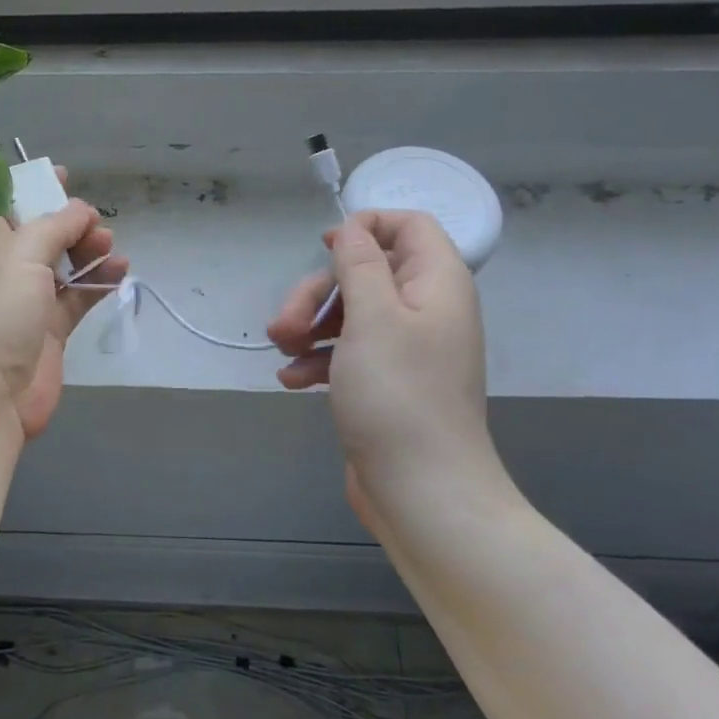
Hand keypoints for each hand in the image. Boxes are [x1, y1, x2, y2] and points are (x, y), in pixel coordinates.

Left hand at [0, 178, 125, 437]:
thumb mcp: (21, 254)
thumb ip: (55, 225)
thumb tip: (81, 210)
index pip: (6, 204)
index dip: (32, 187)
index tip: (63, 175)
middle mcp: (3, 267)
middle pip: (42, 233)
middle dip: (70, 221)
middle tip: (94, 223)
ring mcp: (28, 300)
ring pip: (64, 263)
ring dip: (89, 249)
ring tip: (109, 244)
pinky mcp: (51, 329)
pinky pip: (79, 295)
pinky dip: (99, 280)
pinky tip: (121, 269)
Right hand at [268, 210, 500, 500]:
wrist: (422, 492)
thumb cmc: (399, 396)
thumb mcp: (373, 319)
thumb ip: (360, 265)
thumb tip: (352, 229)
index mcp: (436, 284)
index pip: (410, 227)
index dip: (367, 227)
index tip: (324, 247)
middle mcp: (424, 310)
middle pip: (365, 273)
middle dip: (317, 293)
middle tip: (284, 325)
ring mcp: (405, 349)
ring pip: (349, 314)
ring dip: (309, 327)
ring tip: (282, 353)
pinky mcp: (384, 383)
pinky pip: (347, 353)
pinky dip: (318, 360)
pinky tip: (292, 380)